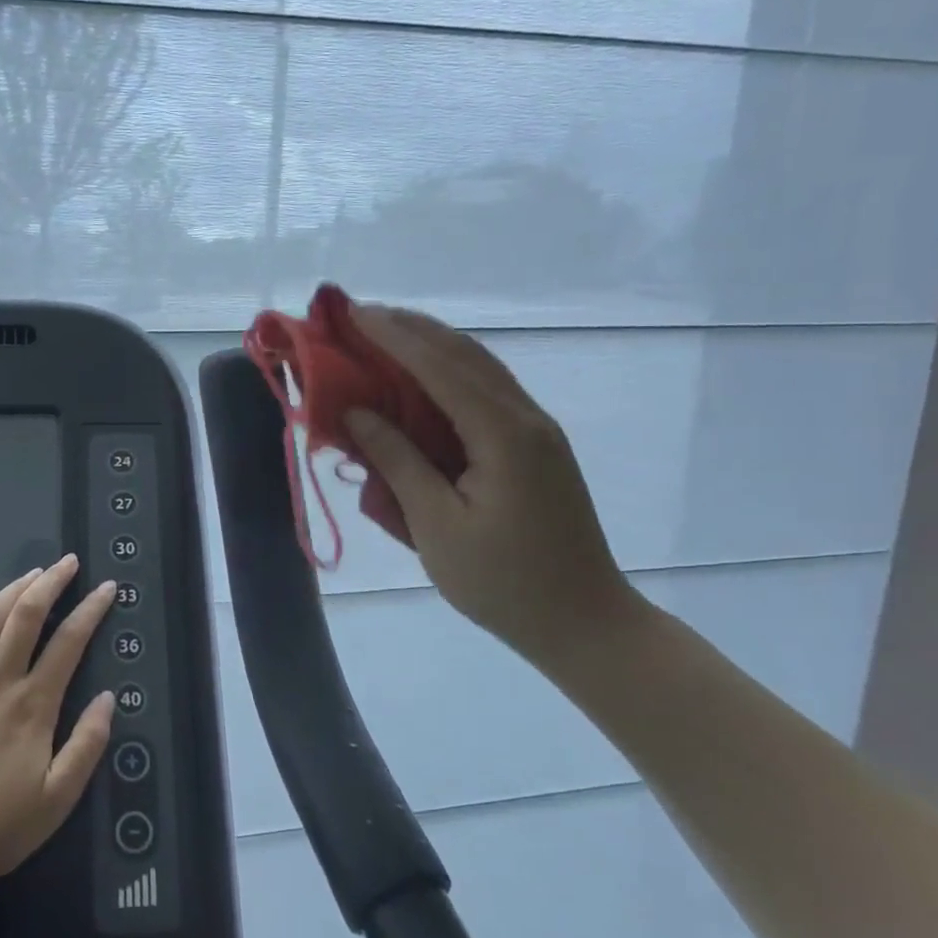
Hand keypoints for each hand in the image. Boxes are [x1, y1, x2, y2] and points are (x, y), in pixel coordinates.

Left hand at [0, 555, 116, 881]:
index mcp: (33, 705)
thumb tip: (108, 697)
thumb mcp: (58, 798)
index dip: (90, 611)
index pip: (69, 642)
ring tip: (32, 572)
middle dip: (51, 583)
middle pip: (26, 616)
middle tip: (68, 563)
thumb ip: (87, 745)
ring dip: (12, 590)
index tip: (106, 589)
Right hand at [344, 303, 639, 662]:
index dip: (392, 337)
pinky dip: (451, 374)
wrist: (585, 624)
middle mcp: (526, 418)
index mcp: (503, 434)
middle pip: (464, 355)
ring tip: (386, 333)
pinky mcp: (537, 449)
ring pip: (480, 369)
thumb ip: (397, 462)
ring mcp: (537, 432)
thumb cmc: (504, 583)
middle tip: (360, 315)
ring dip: (433, 346)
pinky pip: (488, 393)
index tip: (352, 313)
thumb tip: (356, 413)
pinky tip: (425, 378)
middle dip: (411, 329)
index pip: (439, 367)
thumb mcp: (437, 526)